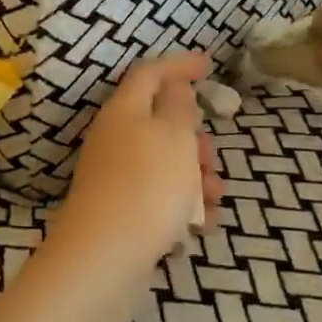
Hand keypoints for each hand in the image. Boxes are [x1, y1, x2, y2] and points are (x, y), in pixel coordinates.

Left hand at [49, 53, 224, 287]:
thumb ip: (179, 106)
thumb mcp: (174, 135)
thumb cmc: (147, 185)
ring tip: (216, 194)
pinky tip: (203, 222)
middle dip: (192, 134)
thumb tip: (173, 87)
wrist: (104, 257)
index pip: (149, 73)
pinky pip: (158, 195)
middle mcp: (114, 138)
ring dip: (194, 172)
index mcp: (124, 110)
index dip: (178, 65)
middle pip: (158, 121)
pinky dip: (183, 202)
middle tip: (213, 153)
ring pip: (162, 161)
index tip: (208, 64)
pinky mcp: (120, 210)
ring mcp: (114, 175)